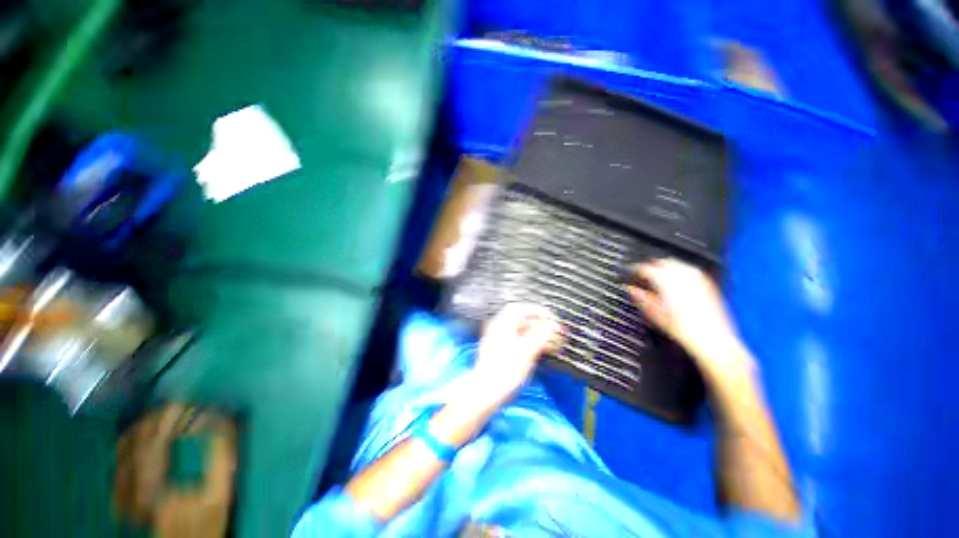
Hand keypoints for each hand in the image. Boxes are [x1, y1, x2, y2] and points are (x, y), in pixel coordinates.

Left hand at [470, 303, 562, 402]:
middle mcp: (498, 329)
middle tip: (553, 332)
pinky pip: (517, 342)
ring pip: (520, 332)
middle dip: (539, 325)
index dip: (538, 311)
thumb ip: (541, 334)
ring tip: (550, 344)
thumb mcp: (527, 350)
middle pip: (521, 320)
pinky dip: (529, 344)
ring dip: (536, 335)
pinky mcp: (499, 353)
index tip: (552, 319)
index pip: (521, 309)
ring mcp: (497, 341)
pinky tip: (538, 352)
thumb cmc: (505, 370)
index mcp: (502, 324)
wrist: (485, 392)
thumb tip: (552, 325)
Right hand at [627, 259, 751, 378]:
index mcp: (665, 280)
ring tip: (659, 275)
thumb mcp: (655, 314)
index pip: (645, 268)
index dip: (635, 270)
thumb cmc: (684, 329)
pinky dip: (681, 272)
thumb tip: (631, 290)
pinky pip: (691, 270)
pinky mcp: (708, 284)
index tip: (631, 273)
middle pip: (662, 262)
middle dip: (652, 266)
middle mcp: (682, 276)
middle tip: (644, 274)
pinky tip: (678, 281)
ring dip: (666, 267)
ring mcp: (697, 279)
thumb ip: (642, 298)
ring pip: (678, 264)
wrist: (712, 339)